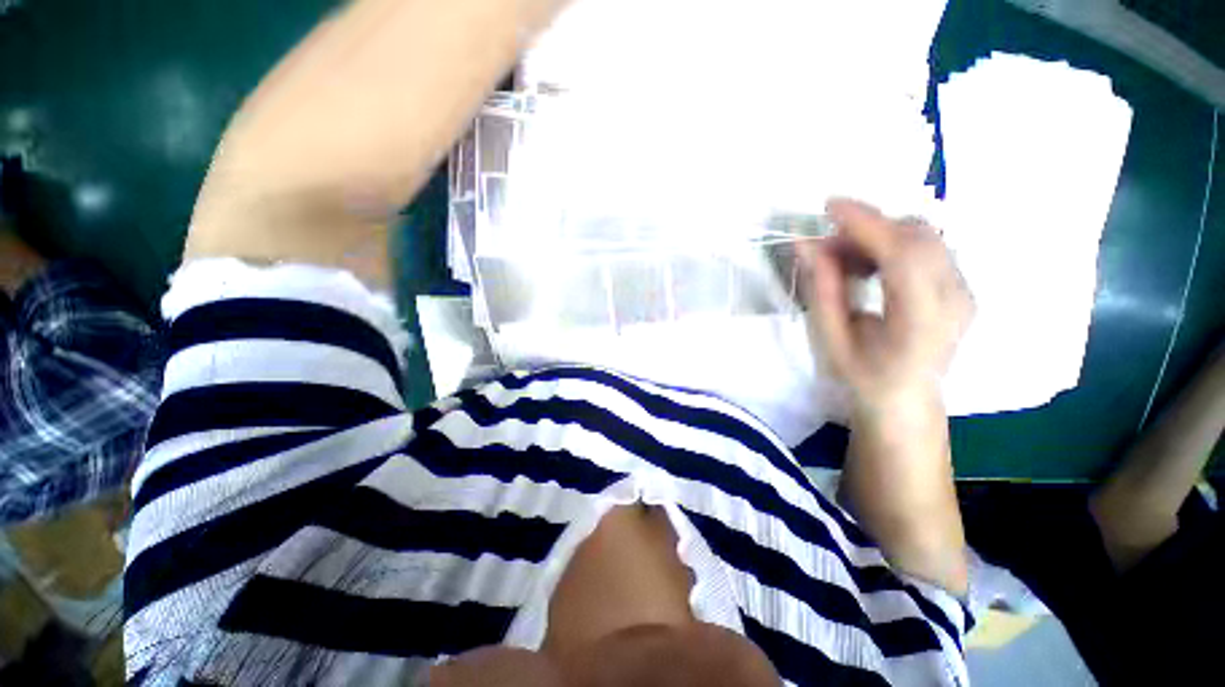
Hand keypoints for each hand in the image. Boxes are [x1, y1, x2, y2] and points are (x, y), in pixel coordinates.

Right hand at [797, 199, 973, 411]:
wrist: (906, 400)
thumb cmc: (863, 377)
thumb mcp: (831, 340)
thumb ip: (822, 291)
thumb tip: (807, 245)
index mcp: (922, 323)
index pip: (904, 255)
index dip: (867, 224)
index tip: (829, 208)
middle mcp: (955, 299)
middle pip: (920, 236)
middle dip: (869, 226)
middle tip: (827, 242)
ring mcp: (964, 290)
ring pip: (925, 236)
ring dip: (879, 234)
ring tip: (843, 257)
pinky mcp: (960, 284)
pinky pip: (927, 246)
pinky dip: (891, 243)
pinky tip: (867, 264)